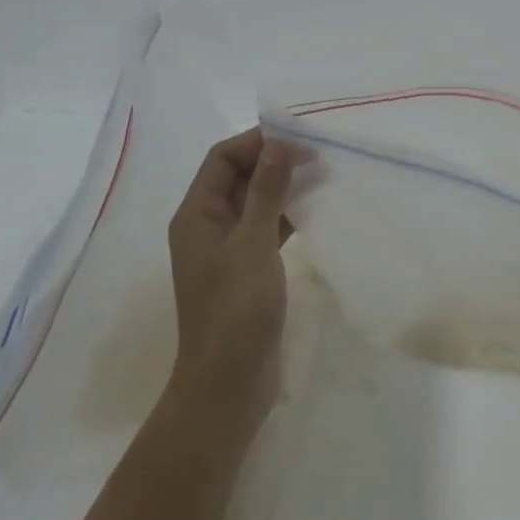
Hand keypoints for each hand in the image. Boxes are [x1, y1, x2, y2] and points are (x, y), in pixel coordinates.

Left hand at [165, 127, 295, 441]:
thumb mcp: (252, 245)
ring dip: (284, 186)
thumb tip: (280, 143)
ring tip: (323, 174)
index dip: (257, 141)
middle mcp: (208, 226)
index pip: (222, 159)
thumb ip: (267, 192)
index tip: (299, 136)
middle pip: (238, 177)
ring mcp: (228, 249)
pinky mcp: (249, 270)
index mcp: (196, 215)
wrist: (229, 384)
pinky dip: (289, 215)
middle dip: (274, 160)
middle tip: (319, 152)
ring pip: (256, 202)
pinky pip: (268, 228)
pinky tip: (317, 209)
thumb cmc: (235, 311)